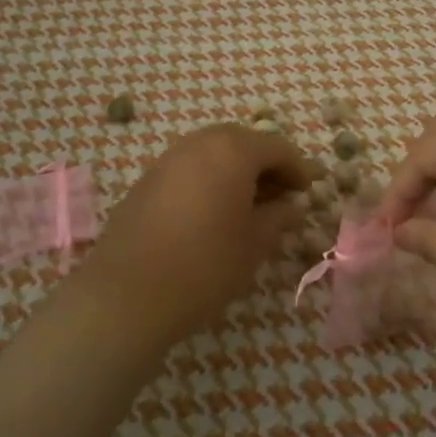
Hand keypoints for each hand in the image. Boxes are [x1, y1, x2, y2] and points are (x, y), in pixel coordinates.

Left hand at [79, 125, 316, 342]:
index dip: (298, 168)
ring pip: (213, 152)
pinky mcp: (146, 180)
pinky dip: (208, 180)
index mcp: (232, 150)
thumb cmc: (205, 265)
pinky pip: (189, 168)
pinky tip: (212, 213)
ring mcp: (168, 159)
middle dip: (265, 164)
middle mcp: (199, 143)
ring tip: (247, 206)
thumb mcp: (255, 244)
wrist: (128, 295)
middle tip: (280, 196)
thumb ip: (279, 218)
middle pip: (243, 141)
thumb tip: (290, 206)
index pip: (277, 146)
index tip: (308, 192)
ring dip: (235, 171)